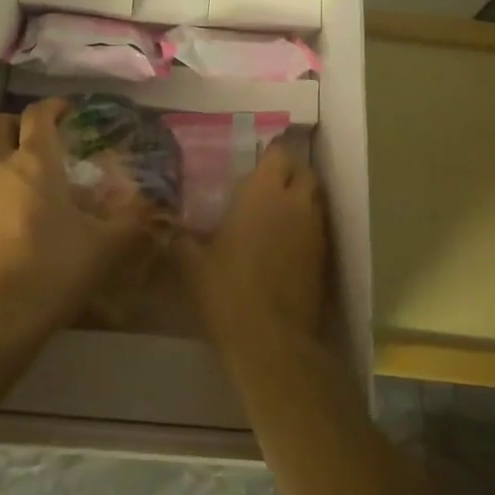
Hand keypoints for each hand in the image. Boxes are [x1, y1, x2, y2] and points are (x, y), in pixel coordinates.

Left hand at [0, 99, 158, 347]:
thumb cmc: (51, 270)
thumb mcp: (103, 248)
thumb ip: (129, 223)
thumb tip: (155, 210)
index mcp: (35, 162)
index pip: (38, 114)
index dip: (54, 106)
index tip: (68, 110)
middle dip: (19, 124)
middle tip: (42, 138)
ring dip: (5, 157)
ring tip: (33, 180)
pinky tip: (15, 216)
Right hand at [179, 139, 331, 349]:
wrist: (271, 341)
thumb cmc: (227, 291)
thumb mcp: (191, 264)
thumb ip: (182, 239)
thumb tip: (169, 228)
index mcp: (263, 192)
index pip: (278, 154)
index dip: (269, 155)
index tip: (254, 163)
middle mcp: (295, 203)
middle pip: (304, 172)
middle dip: (289, 172)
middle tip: (267, 184)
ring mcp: (315, 230)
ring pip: (314, 199)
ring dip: (300, 198)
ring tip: (276, 212)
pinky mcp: (324, 258)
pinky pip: (317, 228)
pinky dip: (305, 227)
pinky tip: (285, 243)